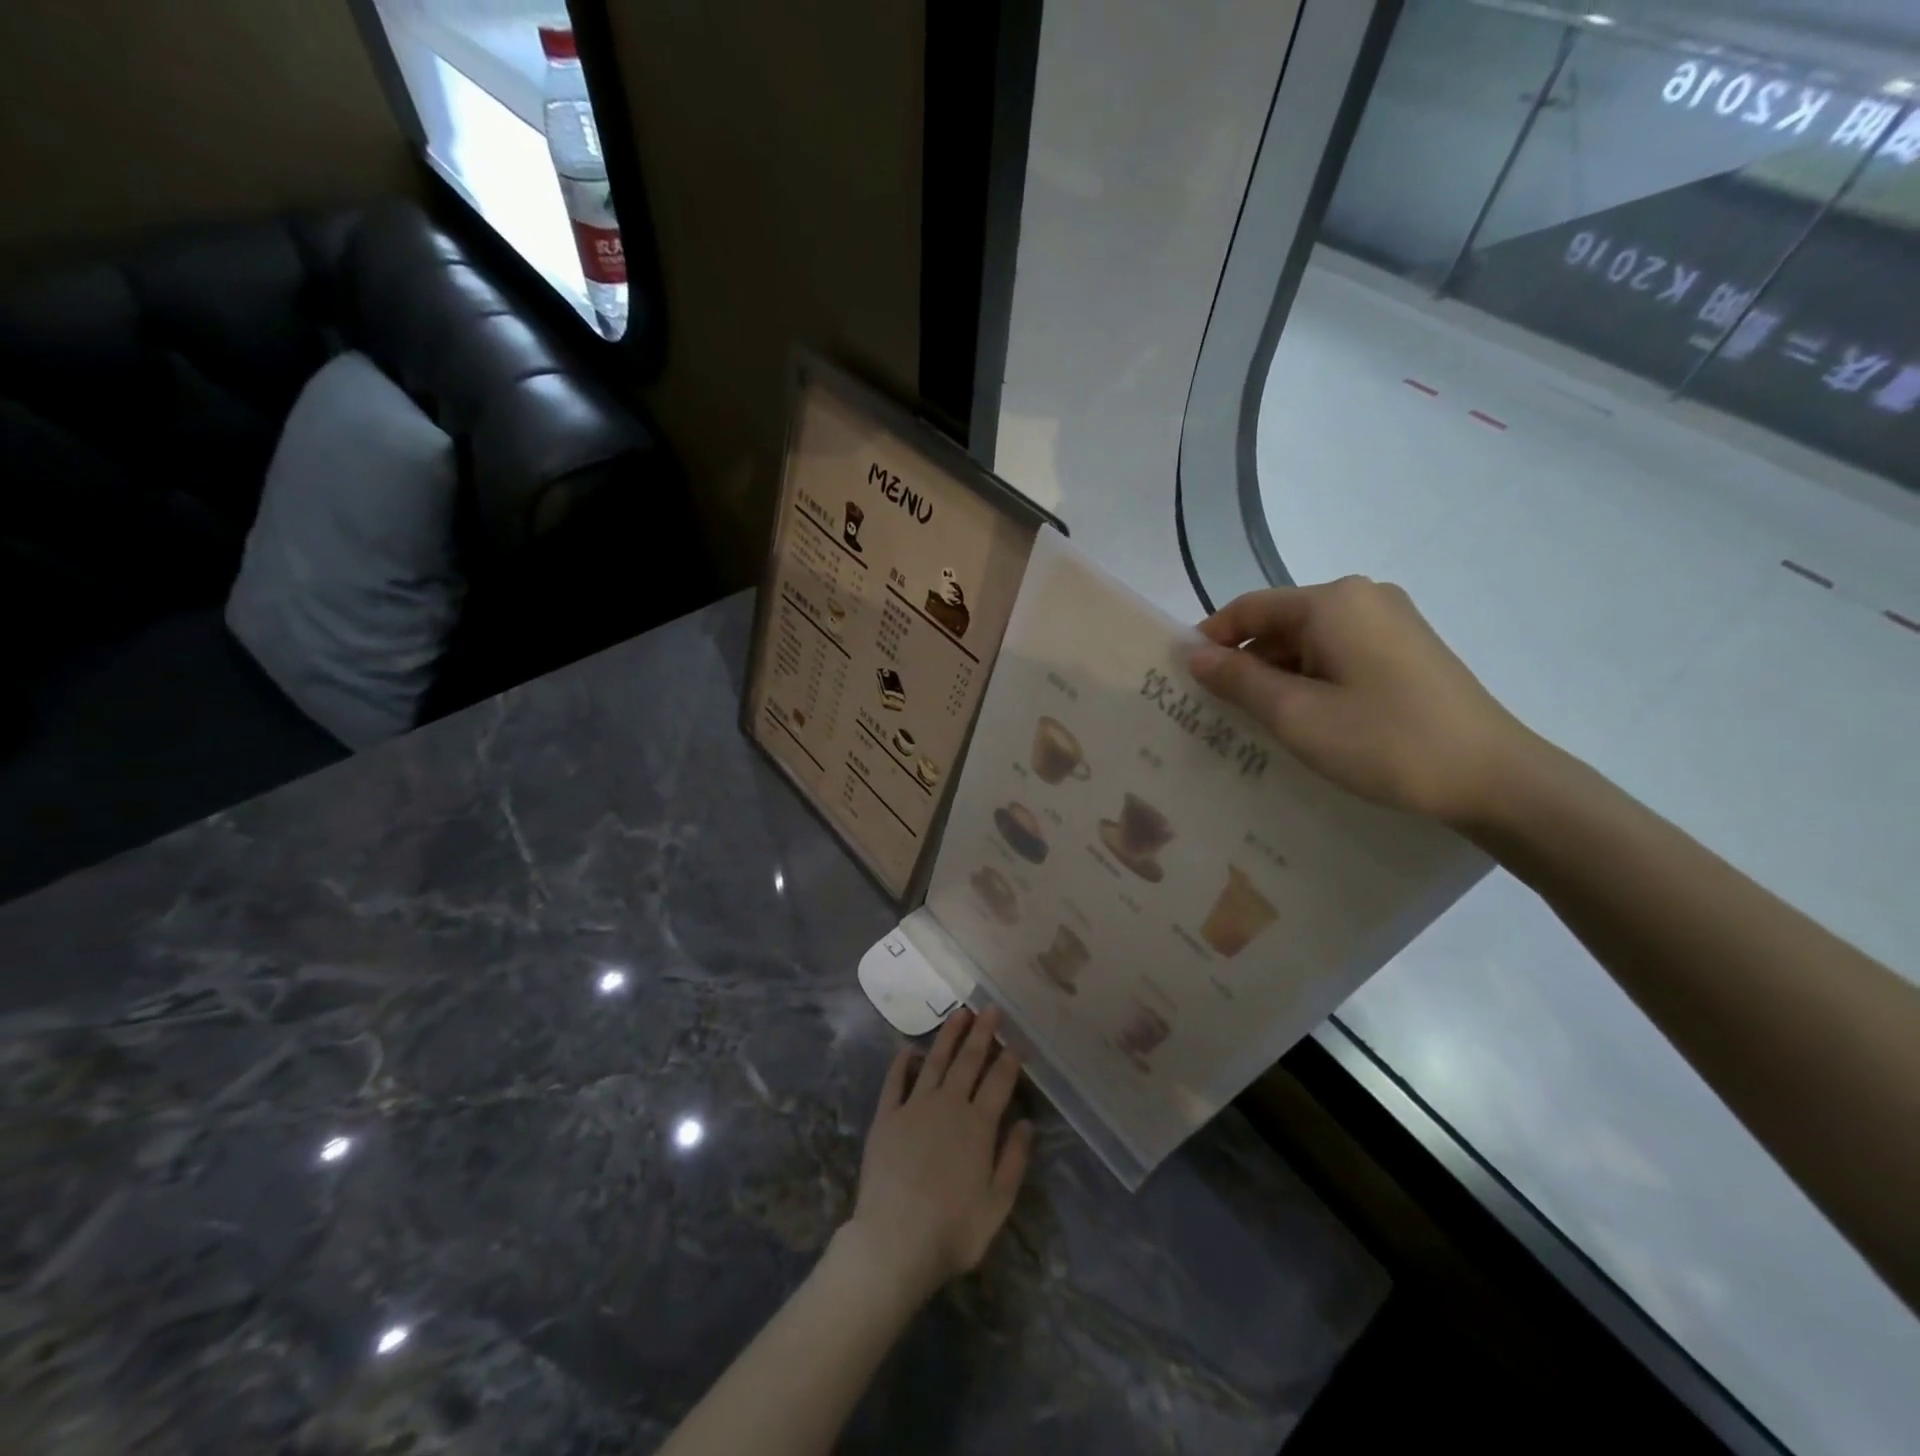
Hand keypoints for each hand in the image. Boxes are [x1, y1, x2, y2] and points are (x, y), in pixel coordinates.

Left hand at [840, 1007, 1032, 1303]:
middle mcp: (948, 1106)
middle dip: (982, 1033)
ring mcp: (914, 1107)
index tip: (1017, 1040)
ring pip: (935, 1062)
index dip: (1010, 1059)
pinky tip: (909, 1049)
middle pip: (968, 1062)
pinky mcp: (886, 1117)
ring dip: (948, 1036)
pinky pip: (895, 1081)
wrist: (894, 1242)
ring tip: (960, 1013)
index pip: (999, 1082)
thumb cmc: (953, 1230)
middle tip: (991, 1008)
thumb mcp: (998, 1204)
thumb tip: (1026, 1123)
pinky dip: (902, 1062)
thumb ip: (1014, 1160)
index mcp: (978, 1126)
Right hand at [1190, 577, 1531, 827]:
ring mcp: (1391, 622)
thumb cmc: (1384, 741)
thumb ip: (1238, 679)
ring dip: (1277, 676)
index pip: (1248, 608)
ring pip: (1309, 641)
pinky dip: (1311, 680)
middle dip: (1244, 663)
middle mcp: (1362, 598)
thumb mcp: (1295, 714)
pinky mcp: (1408, 649)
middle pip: (1279, 623)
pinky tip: (1306, 719)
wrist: (1494, 777)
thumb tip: (1194, 654)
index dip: (1210, 639)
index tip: (1184, 678)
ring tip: (1257, 723)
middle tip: (1216, 711)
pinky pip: (1339, 654)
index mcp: (1332, 602)